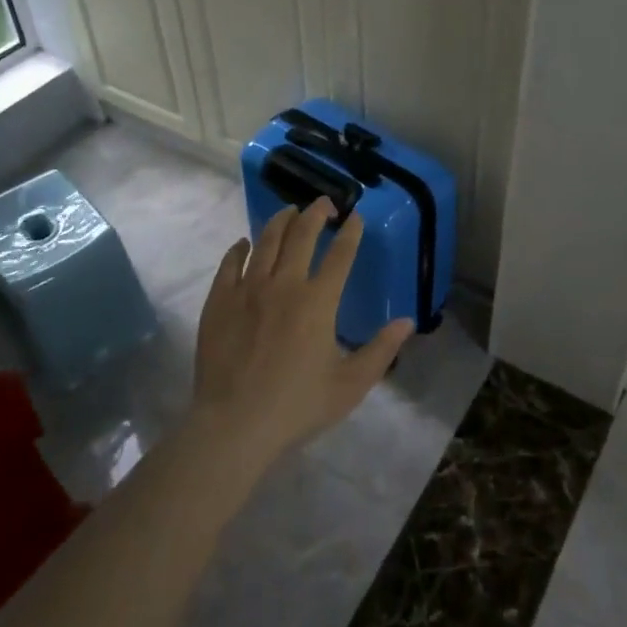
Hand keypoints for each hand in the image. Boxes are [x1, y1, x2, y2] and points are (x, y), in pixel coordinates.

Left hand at [190, 198, 412, 466]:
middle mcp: (284, 284)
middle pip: (301, 235)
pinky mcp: (220, 300)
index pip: (340, 255)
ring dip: (280, 221)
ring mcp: (248, 289)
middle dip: (316, 213)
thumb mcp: (350, 385)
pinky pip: (230, 263)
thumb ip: (381, 351)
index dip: (350, 233)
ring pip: (266, 241)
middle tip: (324, 203)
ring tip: (289, 211)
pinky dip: (240, 248)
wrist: (235, 424)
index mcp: (319, 302)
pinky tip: (244, 243)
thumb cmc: (297, 406)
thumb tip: (407, 322)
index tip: (355, 217)